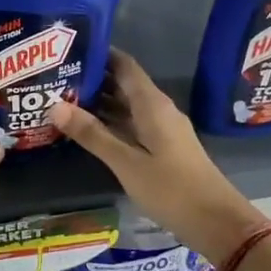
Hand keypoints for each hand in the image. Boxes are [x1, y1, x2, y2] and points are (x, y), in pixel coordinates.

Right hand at [51, 50, 265, 264]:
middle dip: (92, 79)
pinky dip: (110, 123)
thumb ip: (92, 134)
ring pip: (127, 107)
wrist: (216, 222)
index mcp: (152, 104)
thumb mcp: (126, 163)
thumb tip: (54, 105)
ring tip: (62, 100)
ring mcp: (162, 129)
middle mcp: (158, 110)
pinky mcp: (163, 148)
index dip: (99, 54)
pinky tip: (88, 130)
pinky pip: (132, 125)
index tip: (68, 49)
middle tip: (55, 77)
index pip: (124, 66)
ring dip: (99, 103)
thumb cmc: (171, 189)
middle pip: (123, 85)